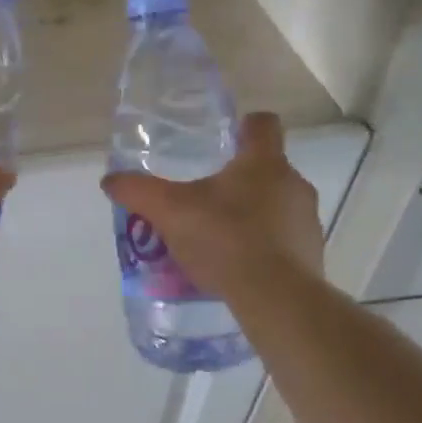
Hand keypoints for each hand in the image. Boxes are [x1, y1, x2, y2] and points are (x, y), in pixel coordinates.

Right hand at [101, 113, 322, 300]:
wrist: (276, 298)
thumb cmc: (225, 238)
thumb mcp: (169, 212)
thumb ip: (138, 192)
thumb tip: (110, 180)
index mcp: (264, 162)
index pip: (263, 124)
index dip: (244, 126)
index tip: (225, 138)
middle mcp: (293, 184)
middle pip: (266, 167)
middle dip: (238, 178)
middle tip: (204, 195)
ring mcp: (306, 220)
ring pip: (276, 204)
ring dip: (251, 213)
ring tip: (216, 235)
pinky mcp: (311, 254)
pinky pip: (283, 239)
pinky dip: (262, 245)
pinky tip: (235, 264)